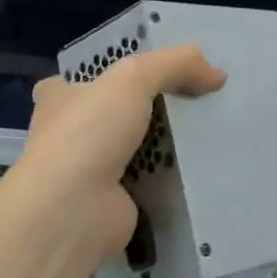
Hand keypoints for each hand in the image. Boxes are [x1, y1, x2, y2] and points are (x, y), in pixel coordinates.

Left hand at [16, 44, 225, 267]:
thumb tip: (217, 75)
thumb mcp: (133, 78)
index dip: (110, 74)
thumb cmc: (89, 133)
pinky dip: (172, 176)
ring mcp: (90, 172)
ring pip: (135, 147)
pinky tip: (204, 166)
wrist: (72, 212)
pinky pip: (151, 180)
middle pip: (115, 113)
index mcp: (59, 101)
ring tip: (210, 129)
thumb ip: (175, 65)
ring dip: (165, 143)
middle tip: (194, 98)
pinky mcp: (115, 202)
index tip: (147, 73)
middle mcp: (69, 135)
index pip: (80, 81)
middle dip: (148, 107)